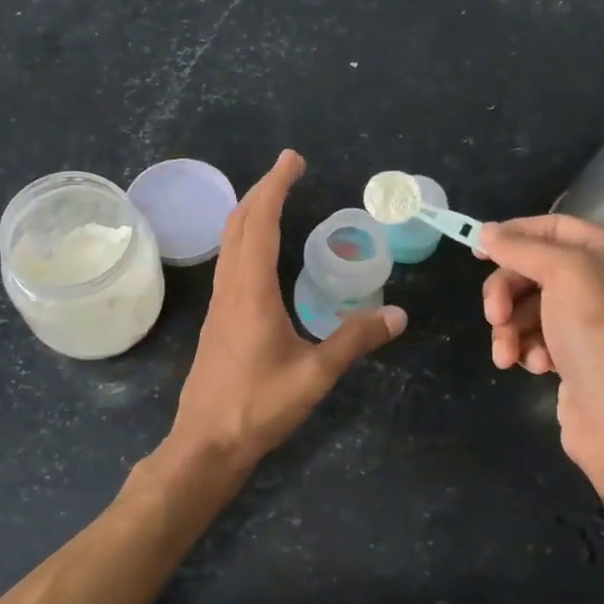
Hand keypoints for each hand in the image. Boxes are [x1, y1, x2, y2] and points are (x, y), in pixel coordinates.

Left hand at [167, 150, 405, 473]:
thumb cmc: (258, 407)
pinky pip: (230, 263)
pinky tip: (263, 254)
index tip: (293, 160)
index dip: (276, 187)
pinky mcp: (217, 321)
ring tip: (277, 200)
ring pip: (230, 243)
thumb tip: (397, 315)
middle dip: (262, 191)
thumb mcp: (315, 374)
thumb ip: (355, 341)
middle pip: (239, 224)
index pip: (261, 223)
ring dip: (251, 214)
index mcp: (251, 291)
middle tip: (289, 170)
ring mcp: (219, 305)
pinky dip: (247, 240)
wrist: (207, 443)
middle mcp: (230, 289)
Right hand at [479, 214, 603, 515]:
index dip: (514, 235)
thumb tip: (486, 232)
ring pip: (528, 306)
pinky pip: (536, 335)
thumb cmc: (599, 337)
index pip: (554, 226)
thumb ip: (523, 248)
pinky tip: (532, 366)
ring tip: (508, 354)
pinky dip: (527, 348)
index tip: (477, 250)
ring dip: (511, 328)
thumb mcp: (564, 276)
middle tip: (493, 315)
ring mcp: (591, 320)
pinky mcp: (576, 353)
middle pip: (535, 269)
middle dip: (507, 292)